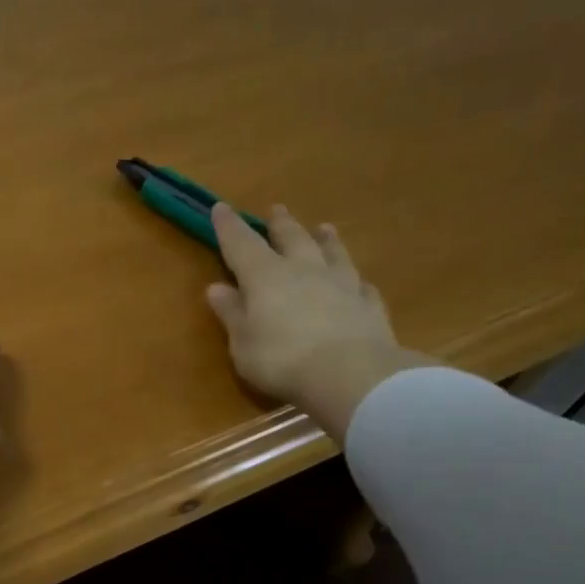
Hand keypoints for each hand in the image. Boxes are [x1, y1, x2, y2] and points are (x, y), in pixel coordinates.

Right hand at [206, 202, 430, 440]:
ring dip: (325, 239)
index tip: (220, 208)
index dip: (229, 226)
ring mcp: (341, 284)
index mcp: (265, 277)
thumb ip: (231, 313)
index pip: (241, 244)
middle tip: (276, 210)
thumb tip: (216, 288)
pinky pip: (360, 285)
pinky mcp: (368, 305)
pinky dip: (354, 280)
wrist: (350, 375)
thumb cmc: (281, 359)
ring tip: (323, 228)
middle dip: (280, 224)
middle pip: (291, 238)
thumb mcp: (242, 342)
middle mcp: (304, 270)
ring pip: (332, 252)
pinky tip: (357, 281)